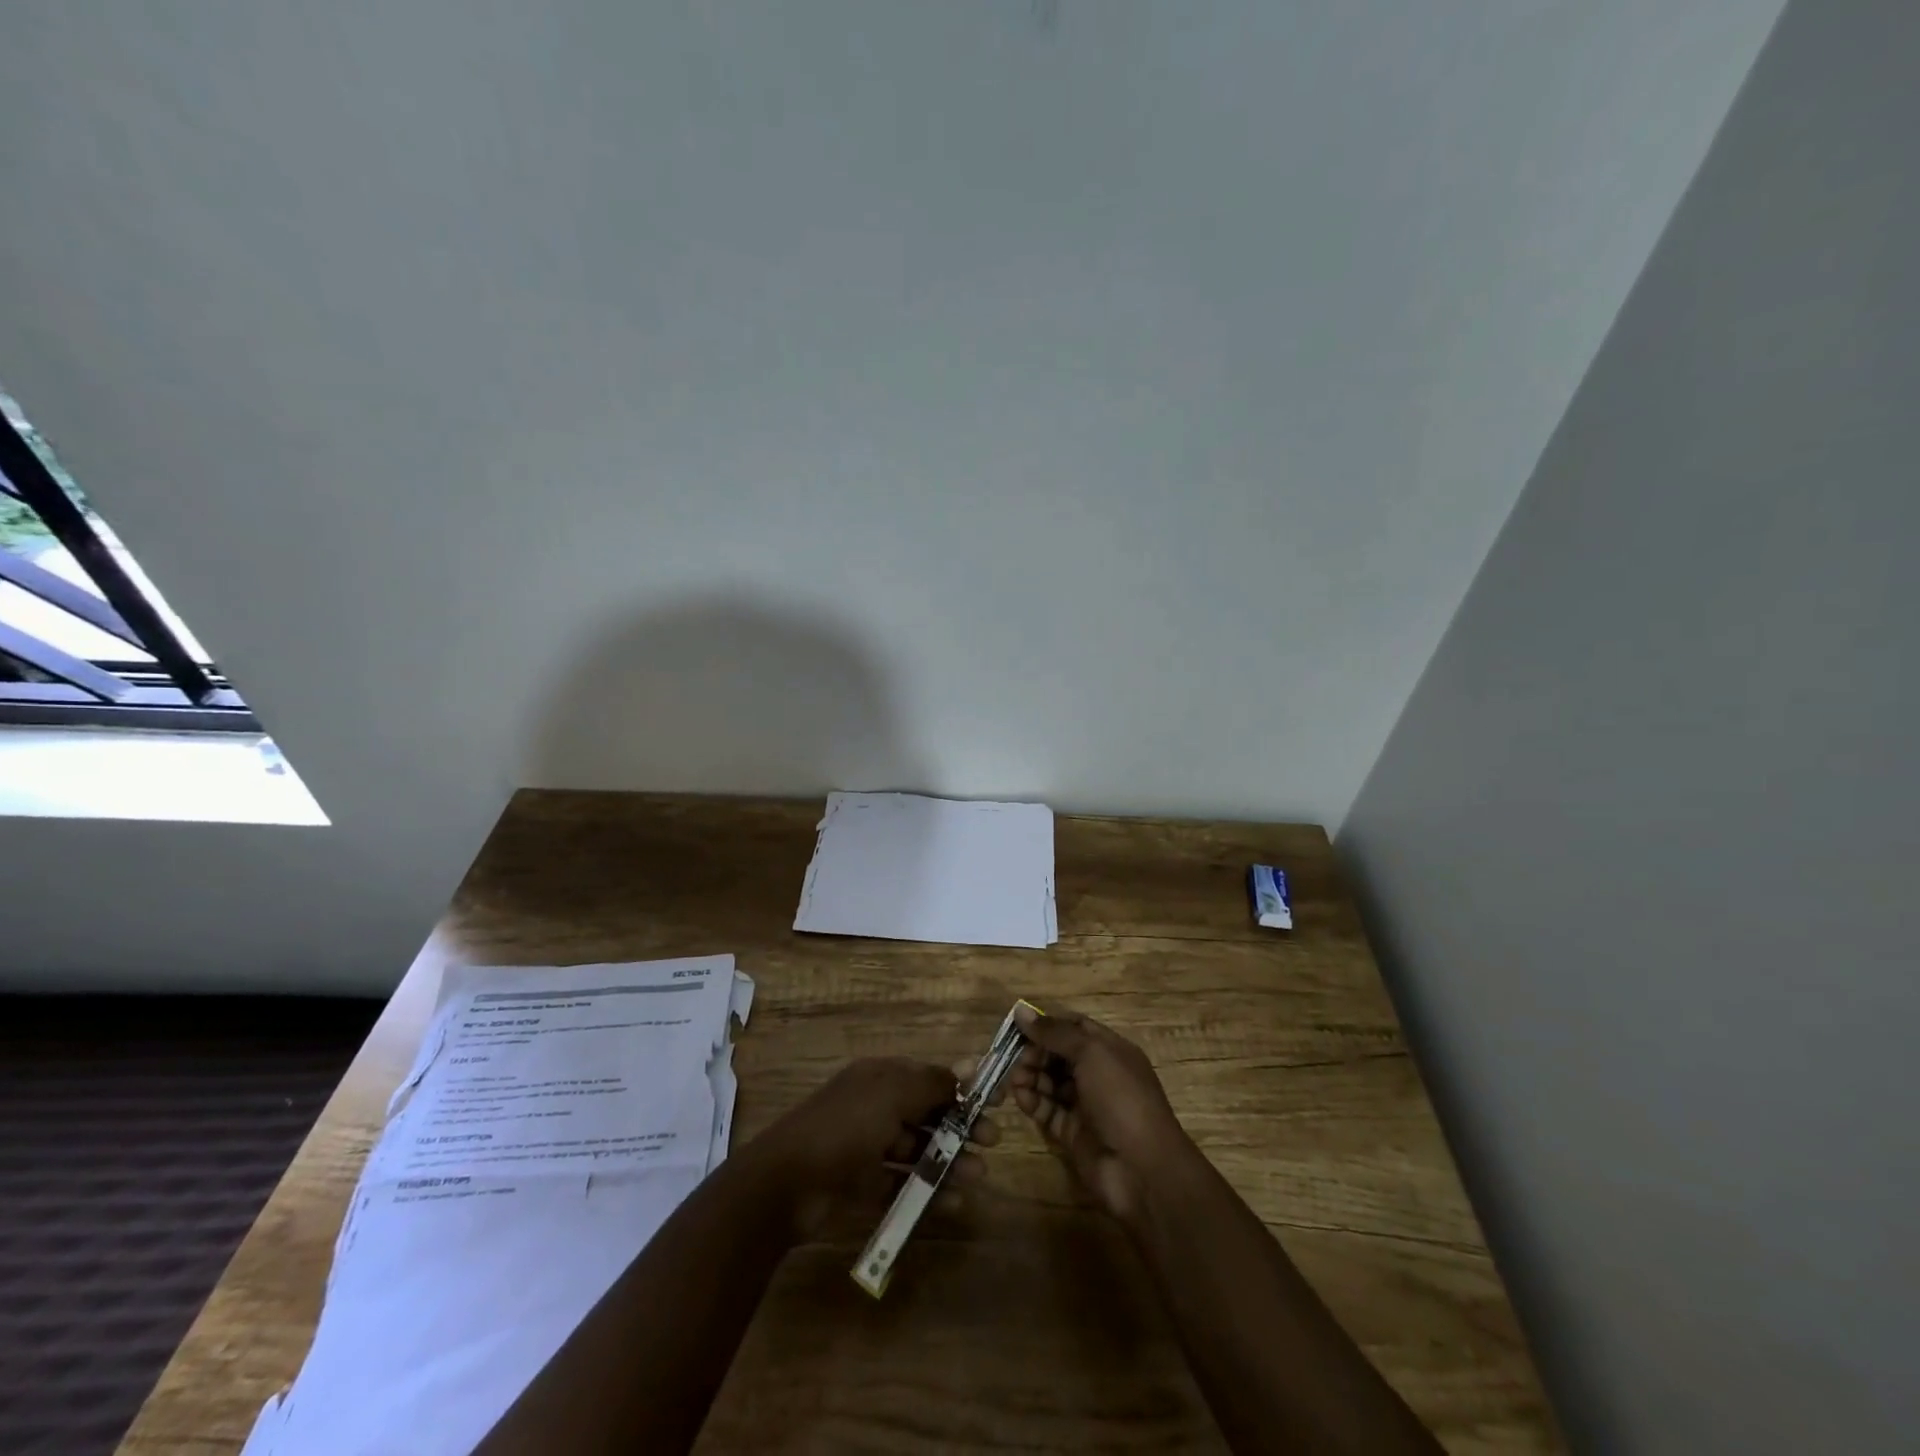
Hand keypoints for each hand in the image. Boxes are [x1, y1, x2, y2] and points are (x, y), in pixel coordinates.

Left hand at [743, 1057, 1000, 1238]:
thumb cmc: (845, 1127)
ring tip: (979, 1177)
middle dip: (961, 1126)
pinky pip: (899, 1183)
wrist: (785, 1183)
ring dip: (949, 1160)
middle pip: (927, 1113)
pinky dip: (925, 1191)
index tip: (996, 1101)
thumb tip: (971, 1066)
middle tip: (993, 1142)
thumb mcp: (892, 1094)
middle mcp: (876, 1106)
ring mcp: (866, 1146)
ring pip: (916, 1150)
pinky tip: (953, 1203)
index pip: (930, 1077)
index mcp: (881, 1077)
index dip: (963, 1088)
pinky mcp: (859, 1184)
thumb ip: (934, 1082)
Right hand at [1009, 1005, 1194, 1223]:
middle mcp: (1098, 1074)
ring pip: (1051, 1083)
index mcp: (1110, 1050)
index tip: (1017, 1025)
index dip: (1047, 1024)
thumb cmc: (1121, 1098)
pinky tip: (1019, 1096)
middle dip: (1035, 1052)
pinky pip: (1048, 1111)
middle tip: (1012, 1056)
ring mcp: (1086, 1105)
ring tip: (1012, 1078)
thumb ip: (1055, 1032)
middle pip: (1060, 1055)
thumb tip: (1021, 1011)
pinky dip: (1033, 1102)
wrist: (1143, 1169)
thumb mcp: (1091, 1054)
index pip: (1074, 1027)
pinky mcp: (1073, 1133)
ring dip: (1031, 1076)